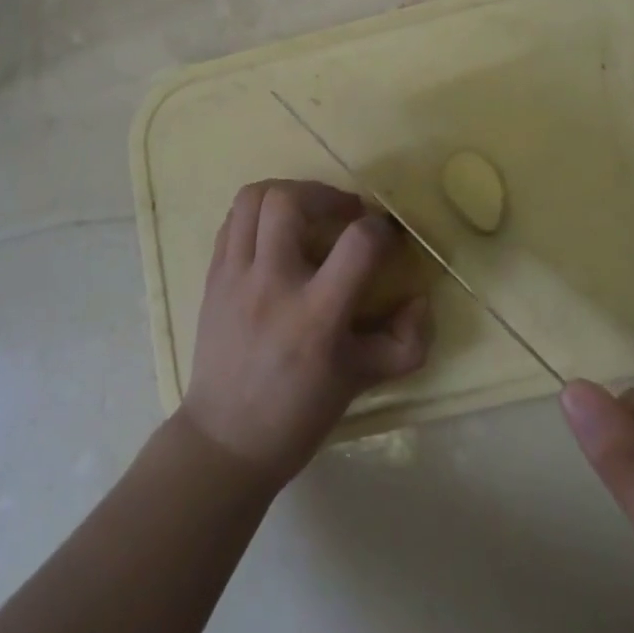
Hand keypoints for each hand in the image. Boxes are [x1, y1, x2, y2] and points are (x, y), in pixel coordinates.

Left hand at [178, 181, 432, 489]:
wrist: (226, 440)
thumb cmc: (299, 412)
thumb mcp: (364, 380)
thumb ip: (406, 341)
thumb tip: (420, 298)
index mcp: (316, 316)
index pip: (357, 244)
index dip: (380, 229)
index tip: (386, 237)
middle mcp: (272, 285)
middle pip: (288, 201)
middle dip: (324, 194)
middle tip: (343, 212)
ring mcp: (235, 277)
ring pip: (252, 198)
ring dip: (287, 192)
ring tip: (306, 210)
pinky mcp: (212, 277)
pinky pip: (233, 220)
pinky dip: (258, 214)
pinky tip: (275, 233)